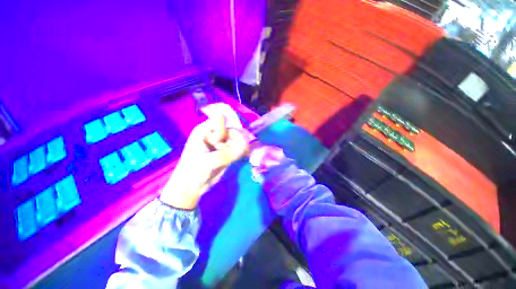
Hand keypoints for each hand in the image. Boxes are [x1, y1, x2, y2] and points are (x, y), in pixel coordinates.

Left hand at [160, 103, 250, 209]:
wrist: (191, 188)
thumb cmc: (193, 172)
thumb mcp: (208, 162)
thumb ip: (227, 154)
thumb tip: (245, 146)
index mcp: (204, 131)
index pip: (221, 121)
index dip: (227, 130)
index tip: (229, 142)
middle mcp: (214, 135)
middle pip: (231, 130)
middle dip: (236, 140)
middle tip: (238, 152)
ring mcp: (221, 144)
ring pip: (236, 139)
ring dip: (240, 147)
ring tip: (240, 155)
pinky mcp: (226, 152)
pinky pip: (238, 148)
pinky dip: (241, 151)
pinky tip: (243, 156)